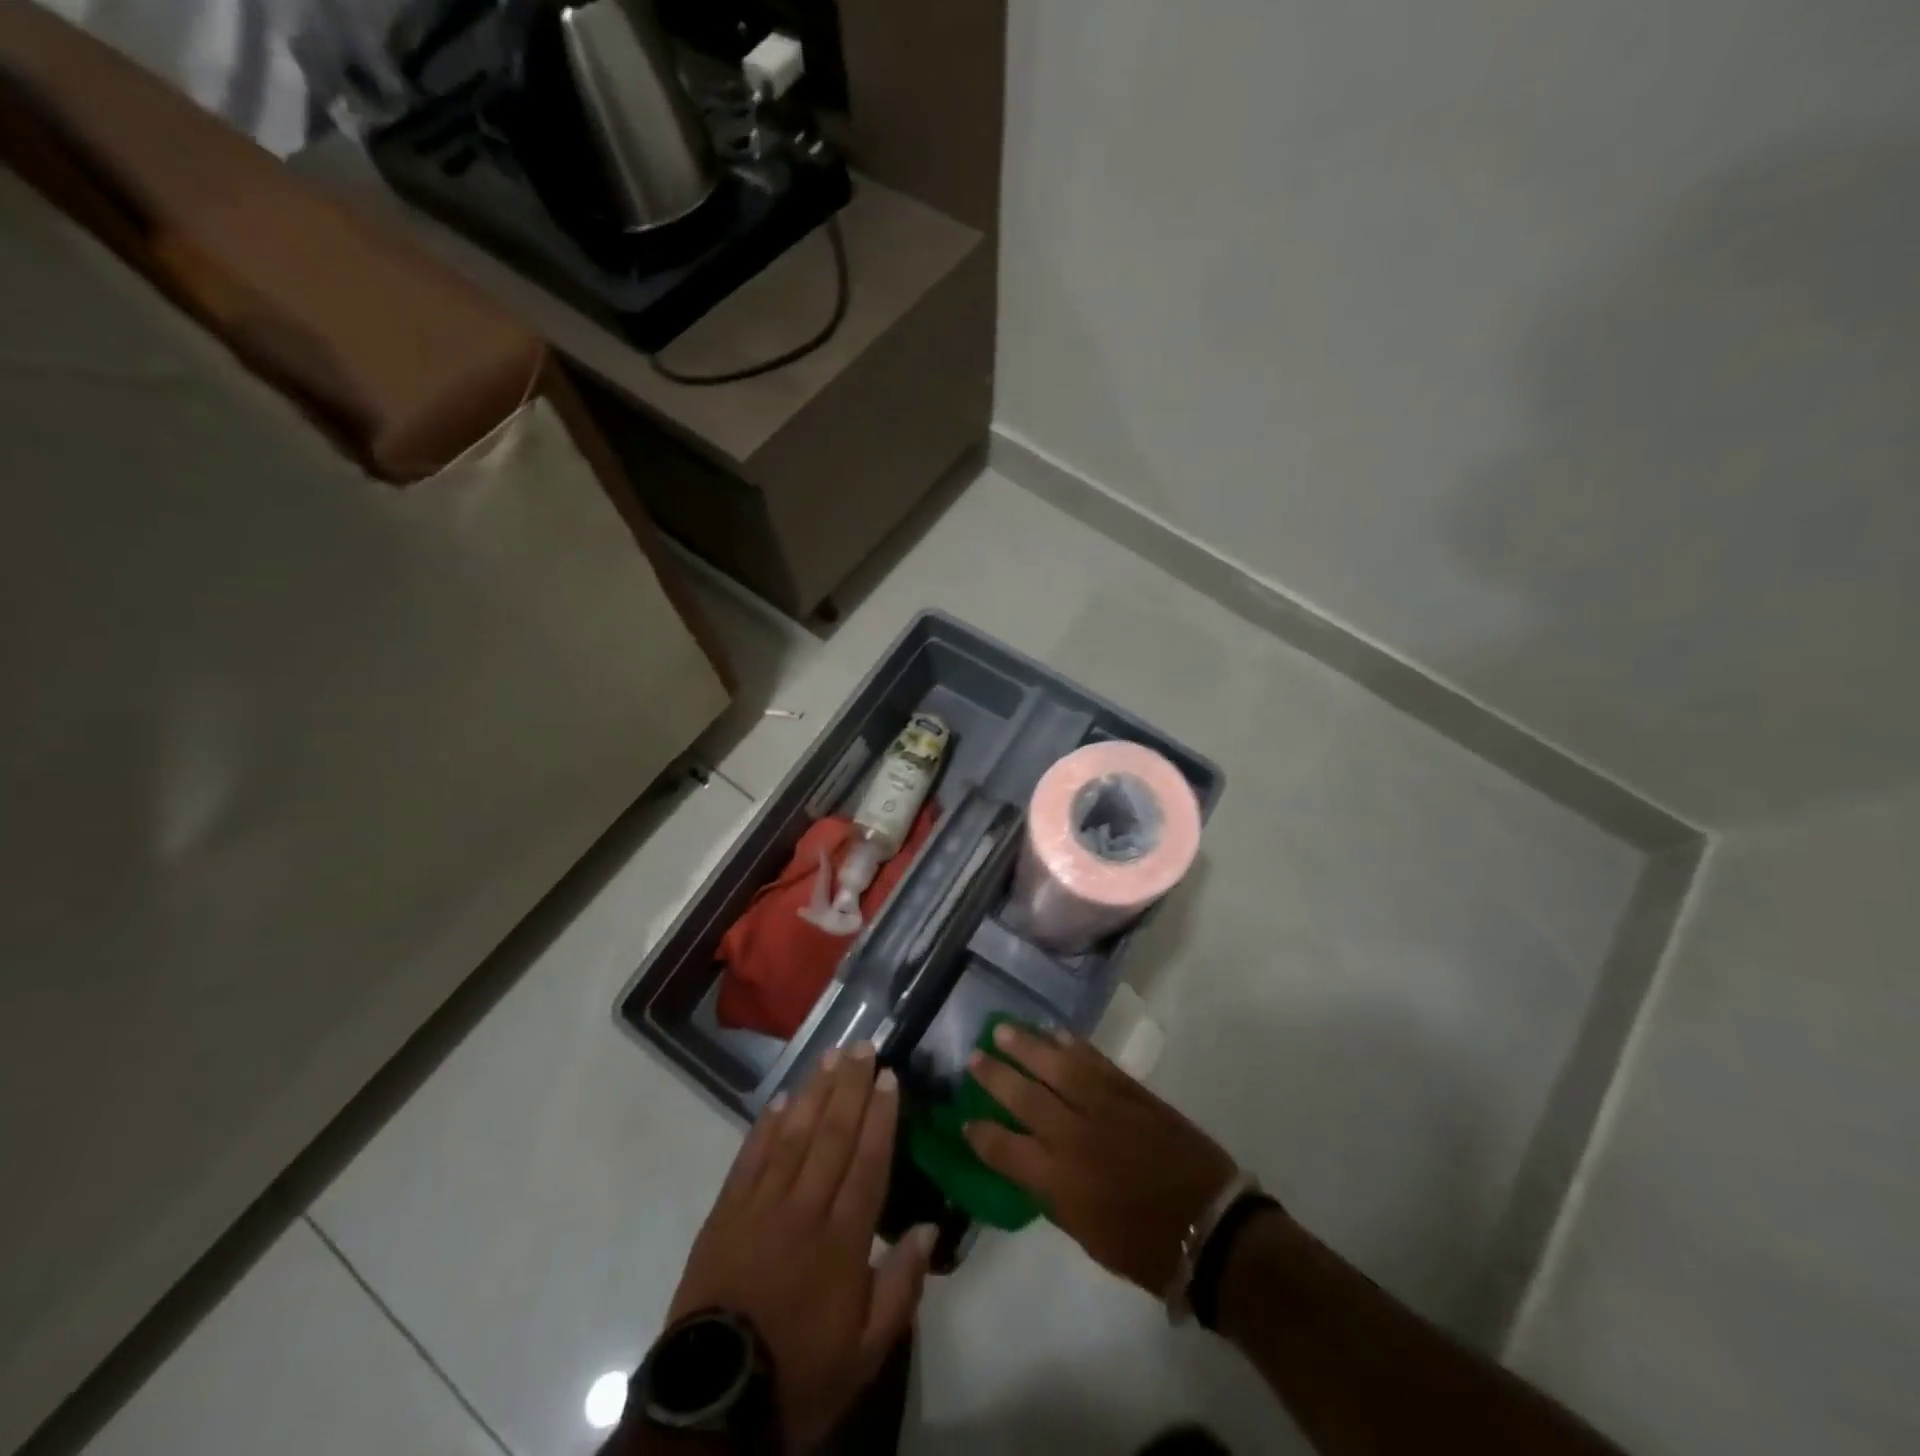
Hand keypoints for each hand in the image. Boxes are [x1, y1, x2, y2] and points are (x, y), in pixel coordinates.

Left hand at [666, 1044, 936, 1453]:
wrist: (713, 1401)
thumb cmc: (800, 1373)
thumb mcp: (866, 1351)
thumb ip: (901, 1286)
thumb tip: (928, 1227)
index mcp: (842, 1240)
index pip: (868, 1162)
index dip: (880, 1116)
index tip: (888, 1077)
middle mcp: (804, 1209)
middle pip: (833, 1135)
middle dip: (850, 1087)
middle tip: (862, 1046)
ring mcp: (761, 1207)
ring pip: (794, 1136)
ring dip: (814, 1092)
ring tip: (829, 1057)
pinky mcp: (725, 1213)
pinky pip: (750, 1158)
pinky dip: (767, 1127)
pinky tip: (781, 1100)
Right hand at [963, 1024, 1241, 1295]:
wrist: (1209, 1226)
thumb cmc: (1144, 1245)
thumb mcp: (1085, 1232)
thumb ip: (1051, 1191)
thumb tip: (1029, 1160)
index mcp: (1058, 1181)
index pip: (1004, 1149)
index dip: (980, 1134)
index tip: (964, 1119)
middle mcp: (1073, 1136)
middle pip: (1023, 1096)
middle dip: (994, 1076)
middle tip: (973, 1057)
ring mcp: (1103, 1107)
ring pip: (1055, 1066)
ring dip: (1026, 1045)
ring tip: (1003, 1029)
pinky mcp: (1130, 1090)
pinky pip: (1093, 1059)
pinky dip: (1071, 1044)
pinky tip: (1054, 1034)